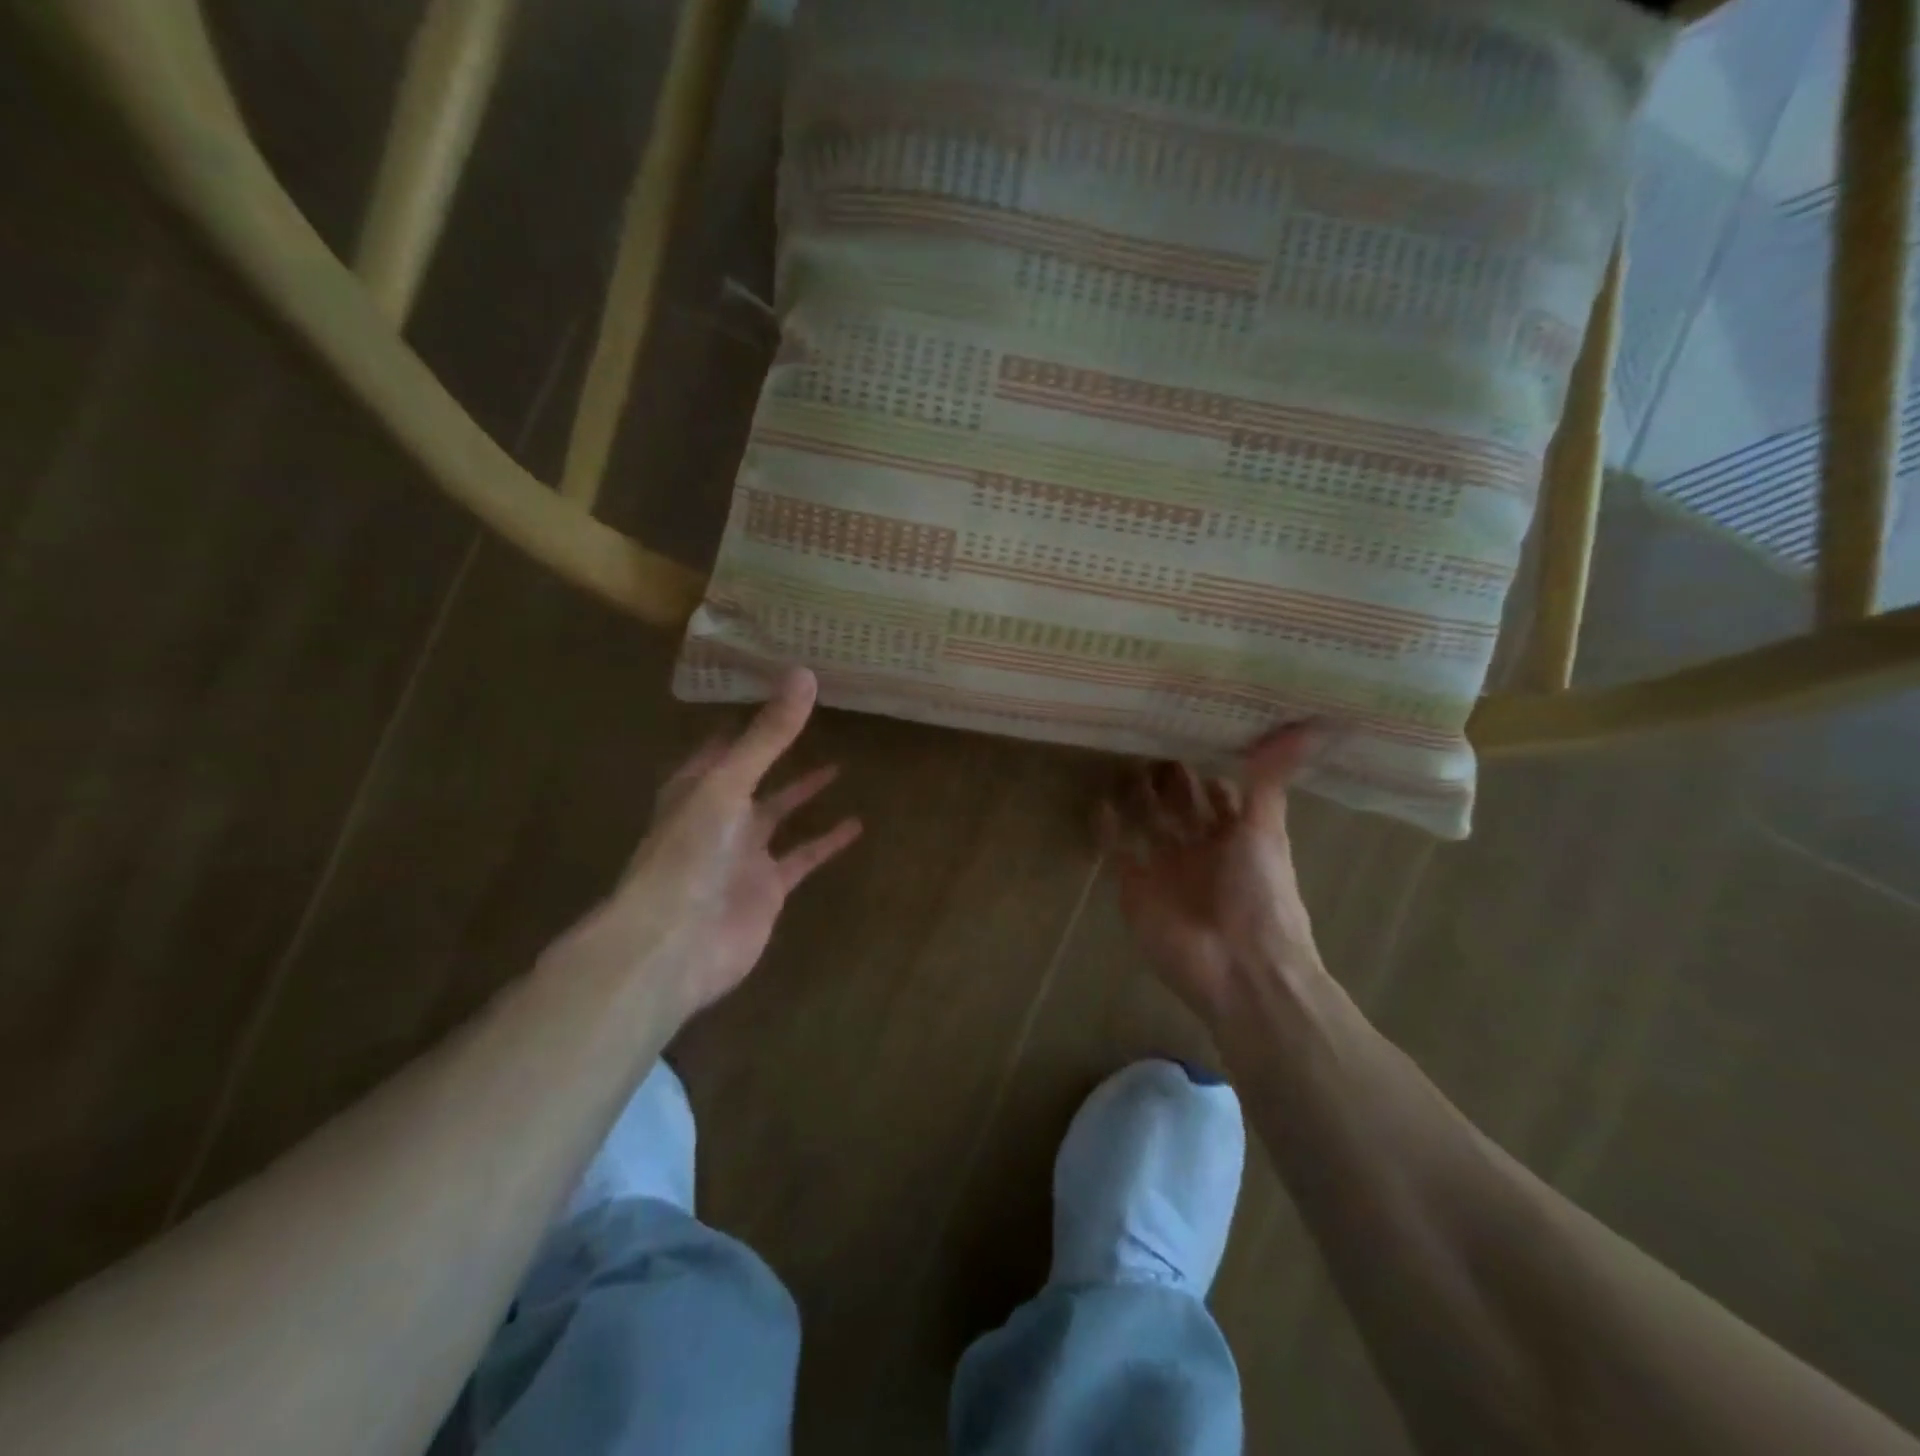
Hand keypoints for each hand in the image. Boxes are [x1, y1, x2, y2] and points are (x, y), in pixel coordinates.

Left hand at [546, 669, 860, 1021]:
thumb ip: (768, 735)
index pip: (723, 742)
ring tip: (840, 765)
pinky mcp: (769, 886)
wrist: (677, 942)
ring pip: (779, 813)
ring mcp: (744, 852)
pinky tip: (856, 824)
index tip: (776, 690)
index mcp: (696, 785)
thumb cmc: (690, 852)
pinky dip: (827, 841)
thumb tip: (804, 674)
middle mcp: (719, 814)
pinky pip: (802, 855)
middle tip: (814, 721)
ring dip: (804, 793)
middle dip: (777, 752)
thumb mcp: (728, 783)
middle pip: (753, 774)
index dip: (747, 718)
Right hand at [1100, 727, 1324, 1023]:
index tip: (1187, 728)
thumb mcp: (1266, 830)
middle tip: (1146, 735)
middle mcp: (1201, 849)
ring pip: (1147, 823)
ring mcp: (1166, 868)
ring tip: (1121, 759)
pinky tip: (1100, 802)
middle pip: (1179, 806)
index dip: (1206, 767)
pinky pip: (1117, 850)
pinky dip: (1107, 828)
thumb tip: (1309, 723)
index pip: (1218, 794)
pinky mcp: (1135, 887)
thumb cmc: (1260, 896)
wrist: (1239, 969)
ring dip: (1136, 797)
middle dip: (1166, 778)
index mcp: (1238, 836)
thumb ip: (1271, 779)